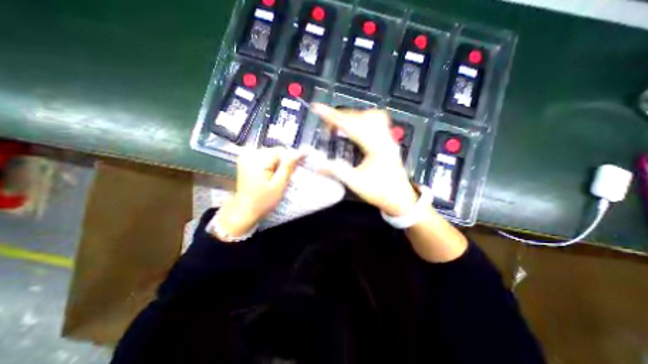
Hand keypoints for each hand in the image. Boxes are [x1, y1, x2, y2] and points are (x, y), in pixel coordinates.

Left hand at [215, 147, 301, 239]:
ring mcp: (246, 157)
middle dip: (285, 161)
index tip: (304, 161)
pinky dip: (271, 164)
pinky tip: (273, 174)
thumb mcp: (279, 185)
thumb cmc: (263, 201)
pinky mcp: (246, 161)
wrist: (244, 211)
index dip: (293, 157)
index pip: (281, 151)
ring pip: (270, 154)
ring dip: (278, 163)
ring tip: (281, 176)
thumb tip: (299, 153)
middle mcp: (250, 154)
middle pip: (275, 152)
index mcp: (258, 159)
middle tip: (290, 173)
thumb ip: (288, 167)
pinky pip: (264, 158)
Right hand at [311, 103, 416, 216]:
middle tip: (328, 121)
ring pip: (372, 116)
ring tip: (340, 123)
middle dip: (342, 115)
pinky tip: (357, 127)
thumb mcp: (355, 183)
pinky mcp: (389, 143)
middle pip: (361, 116)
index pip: (351, 125)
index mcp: (375, 147)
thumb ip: (335, 171)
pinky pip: (377, 123)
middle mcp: (384, 139)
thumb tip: (317, 164)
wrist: (401, 199)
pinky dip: (363, 121)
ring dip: (354, 116)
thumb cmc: (380, 192)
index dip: (332, 116)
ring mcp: (388, 139)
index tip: (318, 108)